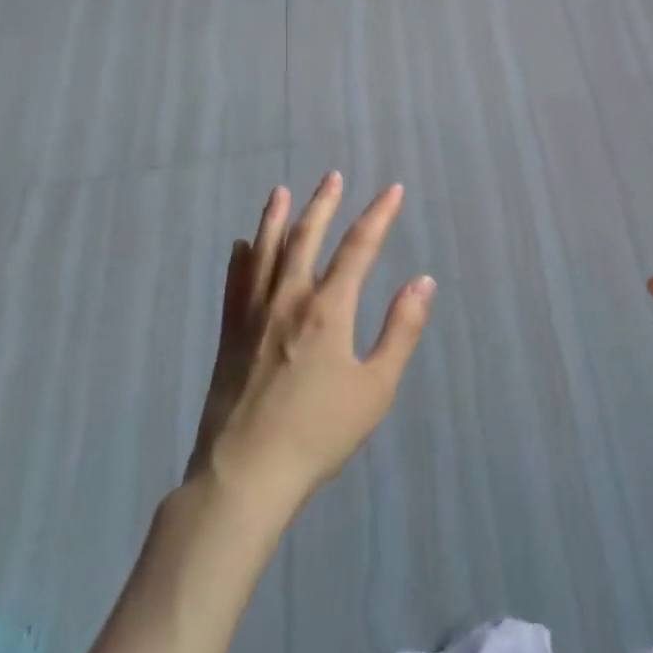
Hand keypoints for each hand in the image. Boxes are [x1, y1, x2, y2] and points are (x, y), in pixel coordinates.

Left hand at [187, 174, 435, 516]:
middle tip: (332, 176)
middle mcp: (289, 300)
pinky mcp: (229, 337)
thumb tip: (422, 282)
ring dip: (276, 219)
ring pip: (264, 254)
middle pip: (306, 239)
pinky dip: (240, 260)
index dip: (378, 215)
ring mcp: (253, 317)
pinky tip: (240, 245)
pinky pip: (234, 286)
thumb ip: (401, 331)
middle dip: (323, 204)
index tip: (392, 190)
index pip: (358, 248)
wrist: (245, 477)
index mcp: (328, 310)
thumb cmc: (319, 434)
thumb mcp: (375, 387)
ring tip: (281, 192)